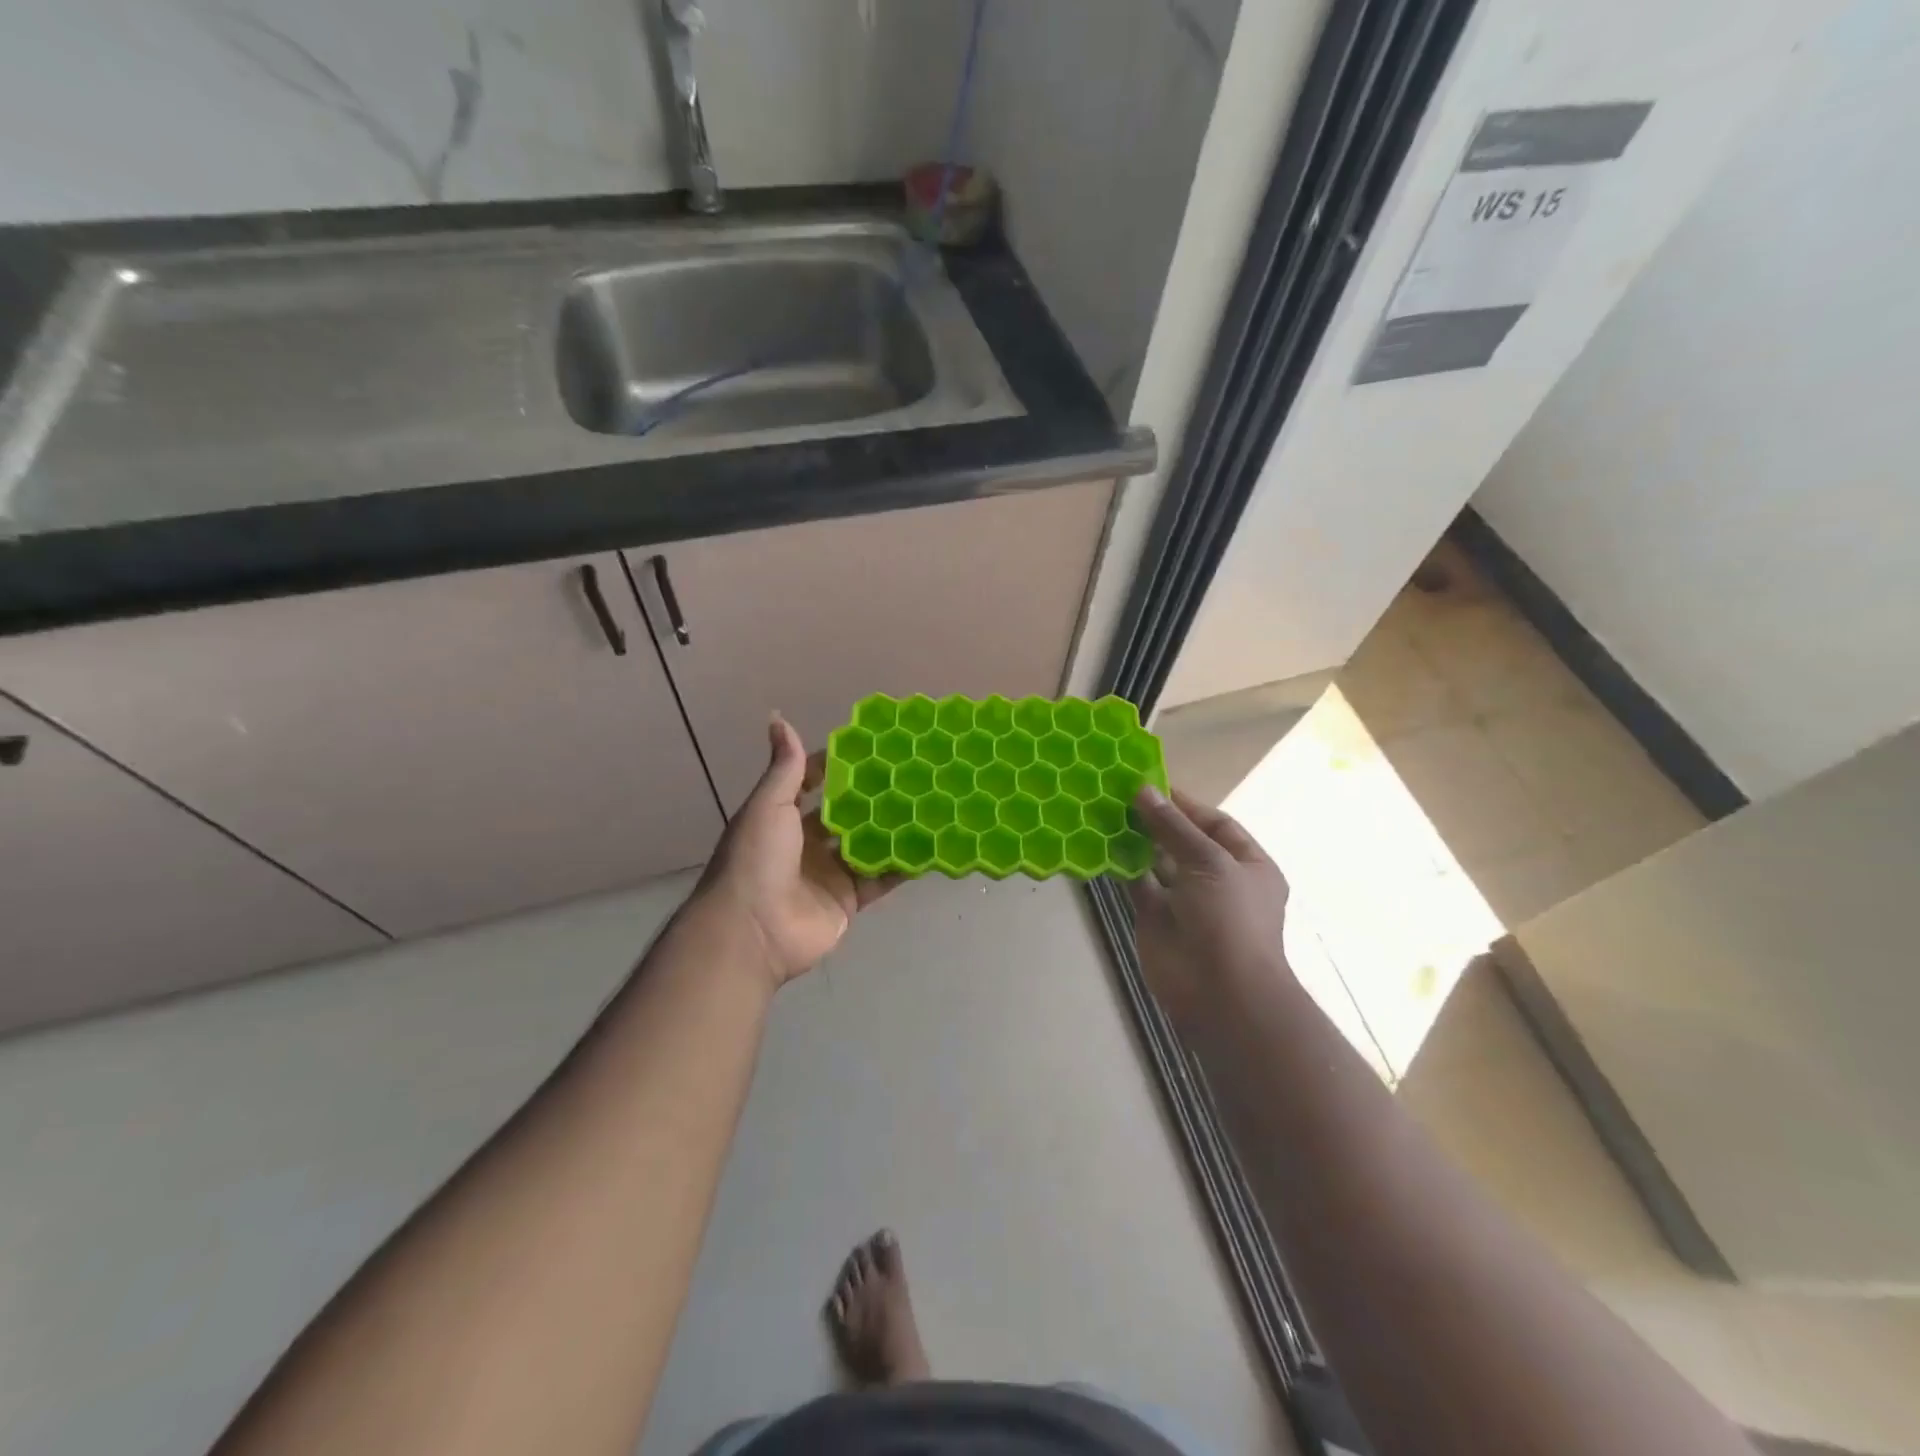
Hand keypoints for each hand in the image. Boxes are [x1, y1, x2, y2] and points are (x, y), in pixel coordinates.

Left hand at [697, 714, 902, 987]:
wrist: (753, 931)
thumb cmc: (757, 859)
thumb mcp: (769, 805)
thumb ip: (786, 768)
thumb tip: (777, 717)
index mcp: (783, 818)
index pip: (816, 785)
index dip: (840, 767)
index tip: (874, 748)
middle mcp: (807, 844)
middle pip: (847, 815)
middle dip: (874, 797)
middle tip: (912, 773)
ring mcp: (829, 874)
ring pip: (867, 845)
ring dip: (893, 829)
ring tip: (928, 803)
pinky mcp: (848, 901)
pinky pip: (879, 879)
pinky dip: (901, 865)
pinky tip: (929, 846)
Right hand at [1126, 785, 1291, 1035]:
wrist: (1220, 993)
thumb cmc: (1228, 919)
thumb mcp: (1208, 861)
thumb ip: (1172, 826)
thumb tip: (1143, 790)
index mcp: (1248, 865)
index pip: (1216, 824)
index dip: (1185, 804)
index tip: (1150, 783)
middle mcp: (1218, 880)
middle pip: (1184, 840)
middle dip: (1156, 819)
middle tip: (1120, 794)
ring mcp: (1185, 901)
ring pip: (1158, 861)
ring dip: (1136, 839)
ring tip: (1106, 812)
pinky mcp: (1156, 918)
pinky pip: (1138, 884)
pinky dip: (1122, 865)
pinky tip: (1101, 843)